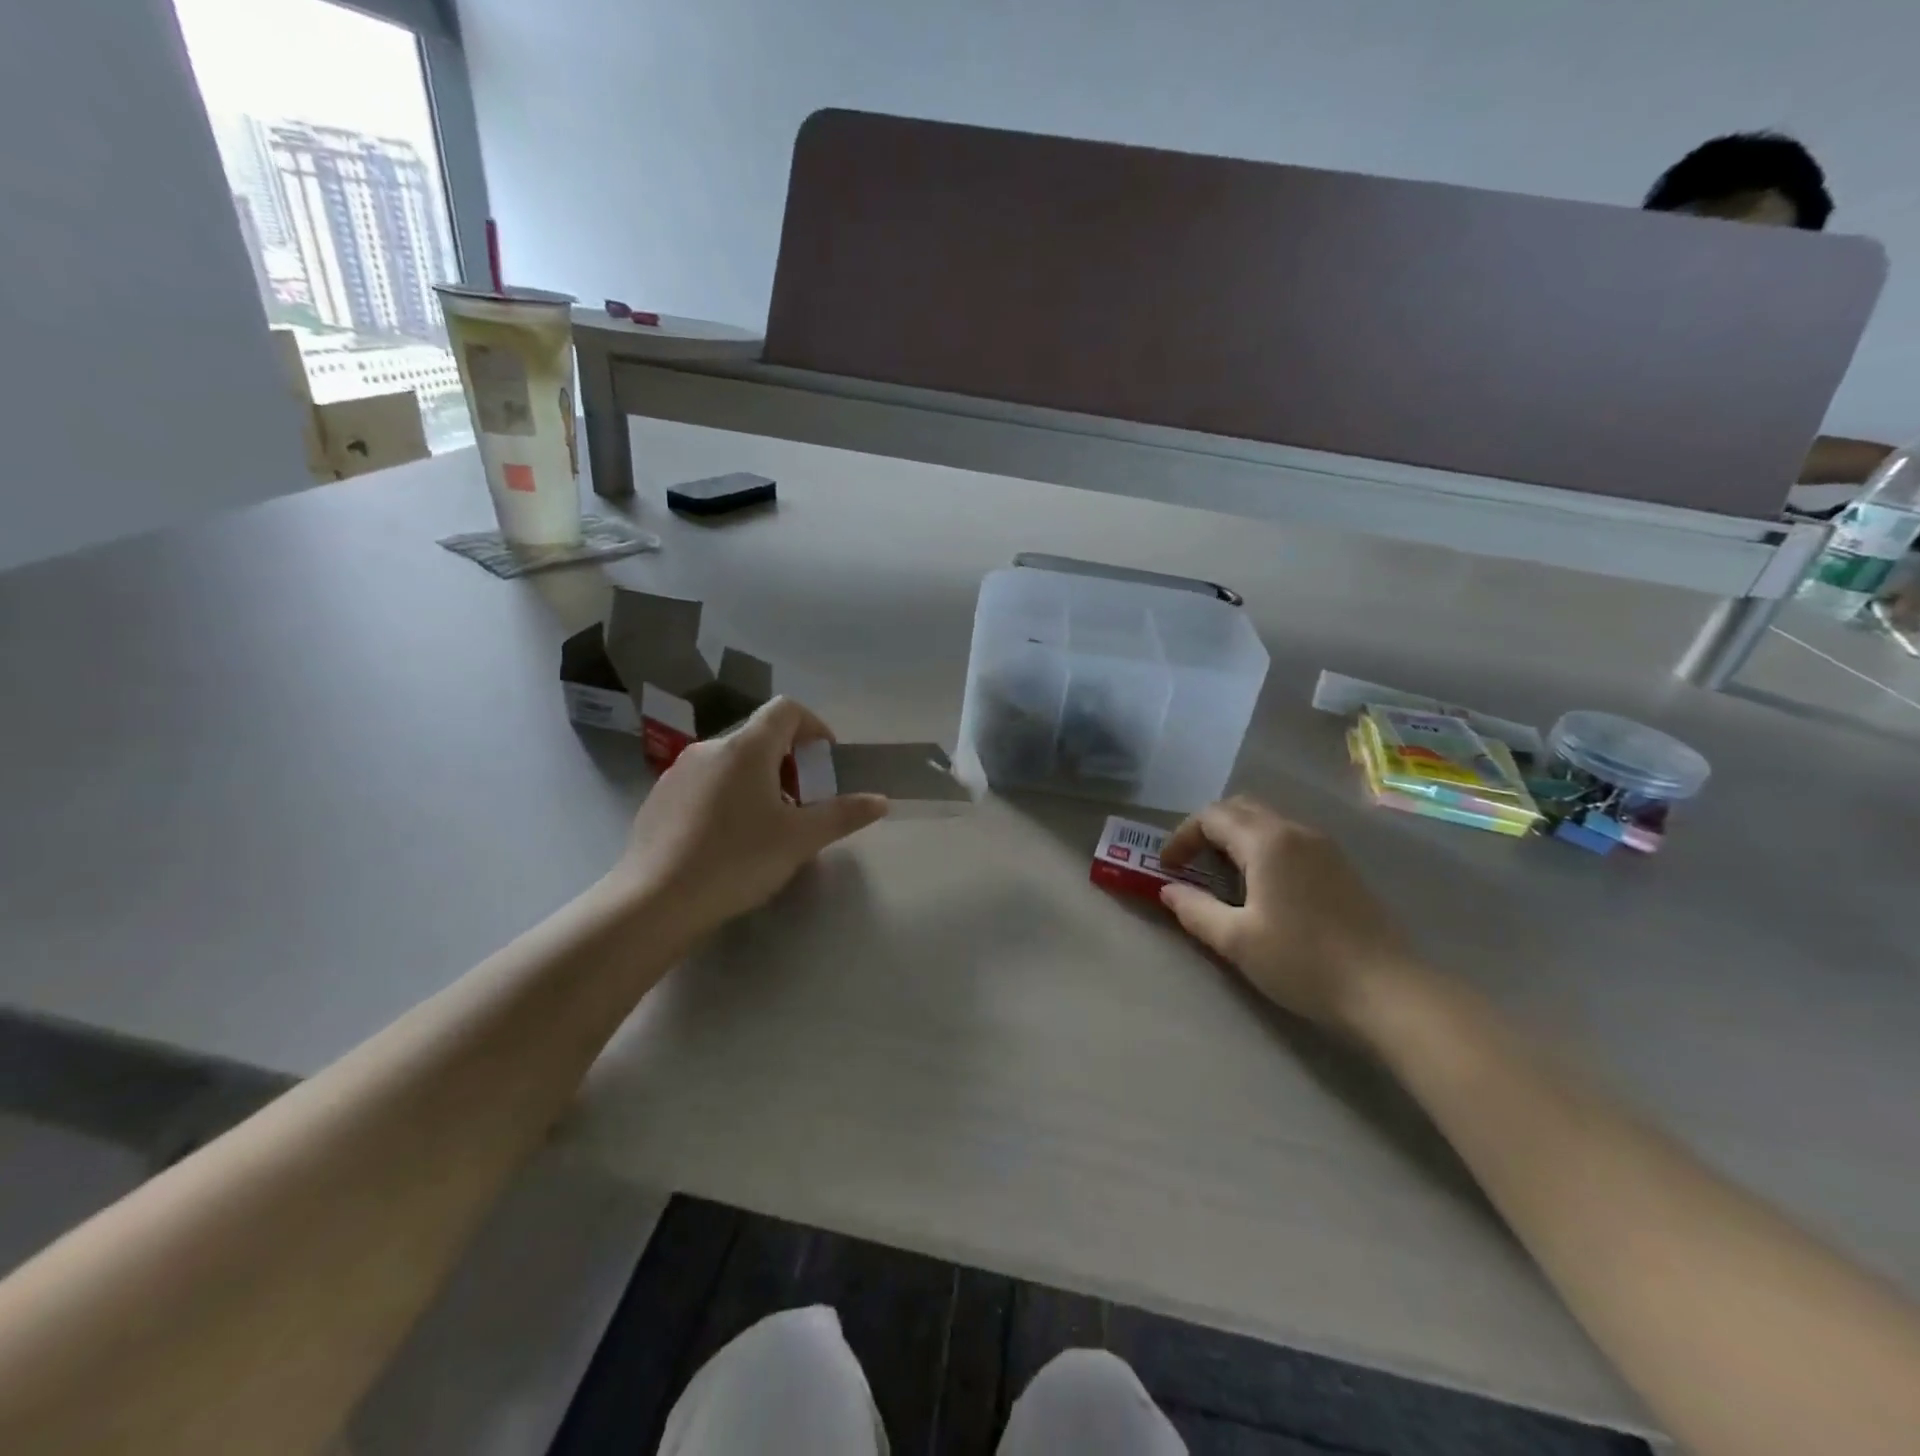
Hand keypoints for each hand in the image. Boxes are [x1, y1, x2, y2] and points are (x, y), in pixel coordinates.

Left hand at [618, 697, 888, 933]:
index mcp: (746, 748)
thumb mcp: (800, 840)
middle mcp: (710, 748)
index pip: (787, 710)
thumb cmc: (737, 860)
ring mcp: (678, 772)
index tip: (826, 764)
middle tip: (803, 806)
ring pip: (731, 763)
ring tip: (767, 828)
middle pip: (761, 738)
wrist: (654, 902)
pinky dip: (727, 798)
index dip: (814, 728)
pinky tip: (727, 842)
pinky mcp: (659, 799)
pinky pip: (705, 784)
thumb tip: (880, 800)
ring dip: (759, 783)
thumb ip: (843, 815)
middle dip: (790, 764)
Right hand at [1158, 797, 1413, 1029]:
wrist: (1388, 991)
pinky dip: (1262, 849)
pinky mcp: (1341, 867)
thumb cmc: (1303, 961)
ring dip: (1236, 838)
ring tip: (1221, 876)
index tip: (1167, 868)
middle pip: (1240, 809)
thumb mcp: (1237, 941)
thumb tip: (1168, 890)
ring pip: (1267, 822)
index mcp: (1267, 841)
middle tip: (1190, 863)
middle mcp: (1296, 832)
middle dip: (1207, 830)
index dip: (1181, 837)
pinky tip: (1262, 887)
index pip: (1211, 817)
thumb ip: (1195, 910)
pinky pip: (1289, 840)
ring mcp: (1324, 847)